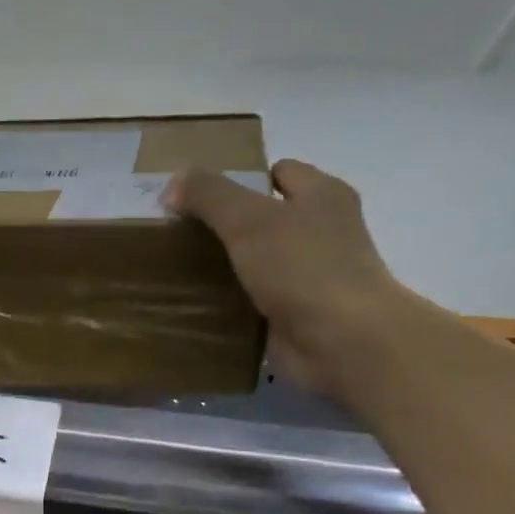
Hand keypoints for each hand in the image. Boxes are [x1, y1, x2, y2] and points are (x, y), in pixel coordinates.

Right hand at [164, 160, 406, 395]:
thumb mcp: (248, 220)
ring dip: (228, 271)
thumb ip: (210, 196)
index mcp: (322, 195)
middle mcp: (322, 232)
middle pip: (267, 220)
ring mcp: (311, 278)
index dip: (241, 180)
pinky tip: (201, 311)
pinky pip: (258, 305)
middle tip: (182, 237)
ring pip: (260, 265)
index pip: (279, 172)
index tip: (200, 199)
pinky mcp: (299, 317)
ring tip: (182, 274)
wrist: (341, 341)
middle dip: (228, 228)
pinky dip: (235, 309)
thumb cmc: (302, 268)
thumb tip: (173, 182)